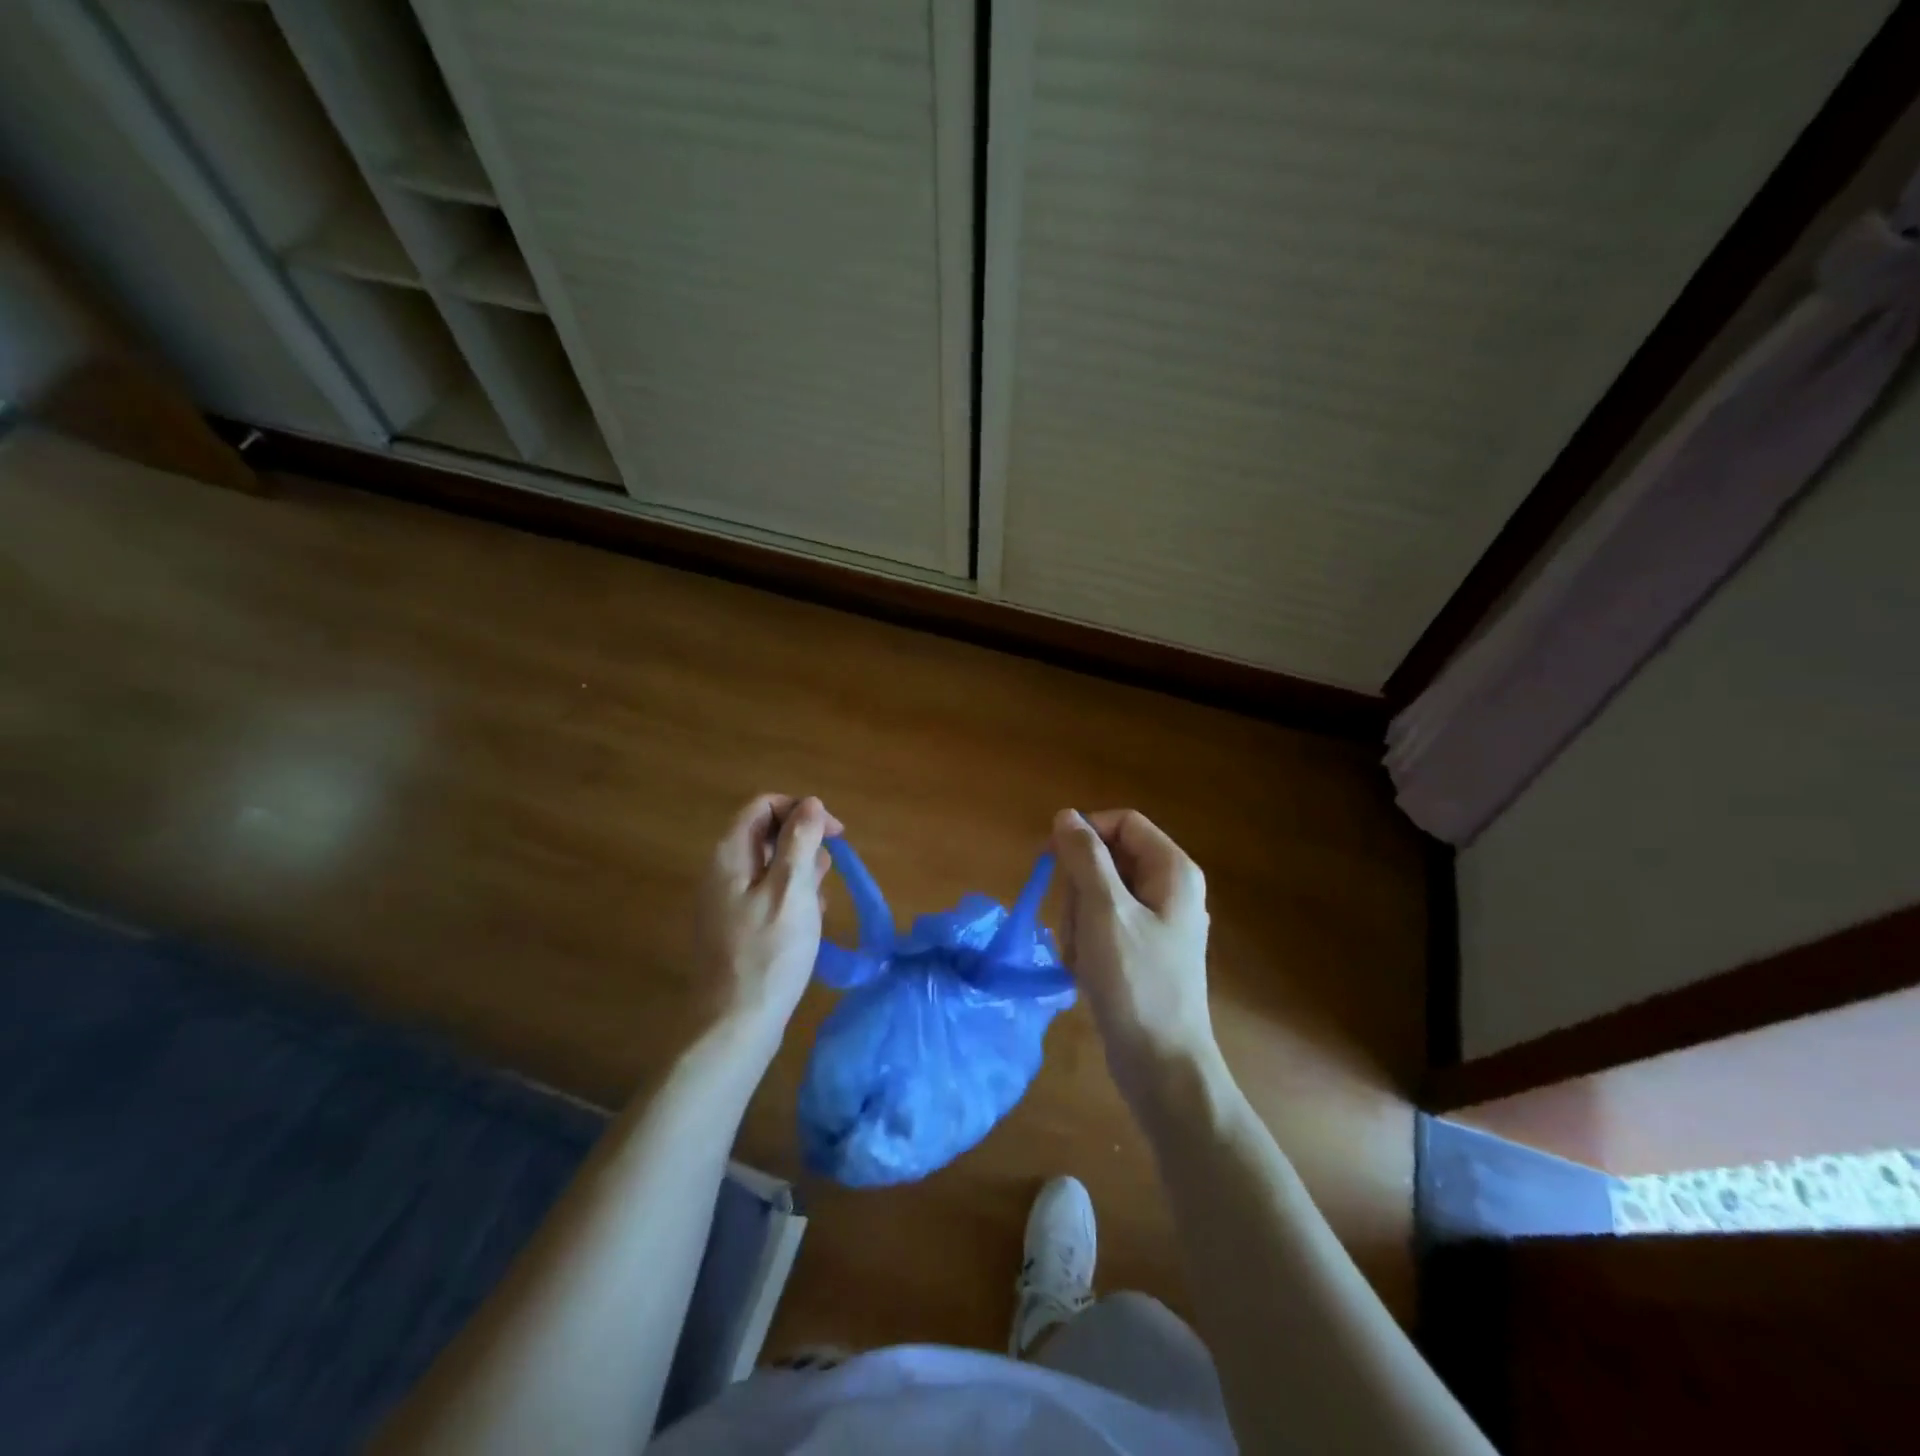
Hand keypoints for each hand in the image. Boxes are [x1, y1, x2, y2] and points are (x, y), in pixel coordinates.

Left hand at [696, 794, 843, 1042]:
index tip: (836, 835)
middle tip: (828, 873)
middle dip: (804, 843)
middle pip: (767, 834)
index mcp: (730, 855)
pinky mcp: (736, 928)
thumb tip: (810, 803)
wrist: (734, 1025)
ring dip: (801, 873)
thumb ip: (800, 840)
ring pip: (770, 867)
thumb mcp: (792, 889)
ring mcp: (726, 901)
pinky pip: (768, 896)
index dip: (802, 810)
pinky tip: (809, 922)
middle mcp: (722, 871)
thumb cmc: (769, 953)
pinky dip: (792, 898)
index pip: (764, 806)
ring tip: (821, 901)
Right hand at [1051, 808, 1217, 1103]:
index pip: (1123, 823)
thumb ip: (1084, 857)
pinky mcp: (1143, 951)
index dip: (1085, 833)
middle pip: (1108, 859)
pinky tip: (1087, 972)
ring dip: (1078, 922)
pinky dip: (1087, 943)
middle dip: (1079, 889)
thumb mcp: (1104, 911)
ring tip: (1082, 957)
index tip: (1052, 859)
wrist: (1162, 1066)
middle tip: (1075, 926)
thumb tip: (1066, 816)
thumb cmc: (1135, 982)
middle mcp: (1170, 889)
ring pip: (1099, 895)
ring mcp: (1158, 922)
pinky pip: (1103, 926)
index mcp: (1172, 870)